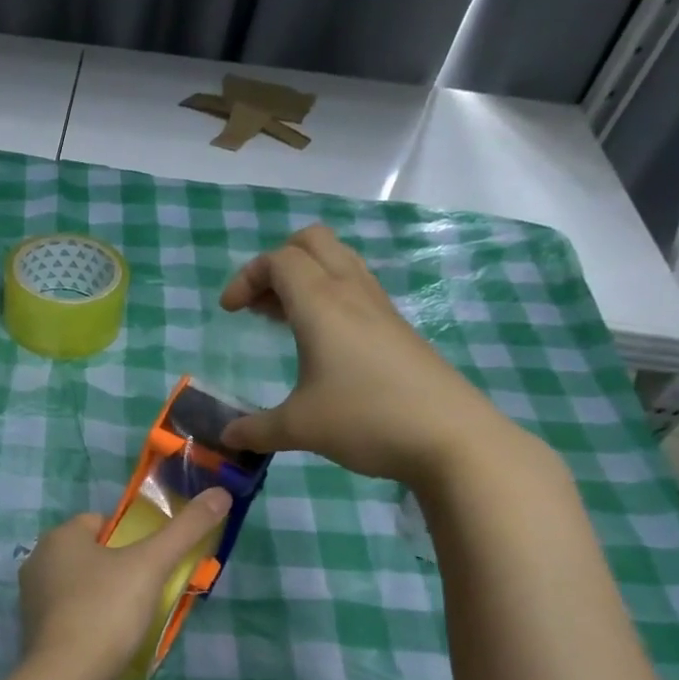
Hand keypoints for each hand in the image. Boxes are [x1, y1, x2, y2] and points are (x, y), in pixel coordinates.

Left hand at [19, 489, 232, 679]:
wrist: (67, 679)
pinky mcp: (37, 634)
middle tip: (152, 589)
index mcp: (58, 537)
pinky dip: (93, 622)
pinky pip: (73, 616)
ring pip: (82, 586)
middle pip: (92, 555)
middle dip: (121, 568)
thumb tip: (220, 493)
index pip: (100, 521)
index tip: (154, 560)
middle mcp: (39, 563)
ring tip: (136, 618)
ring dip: (108, 596)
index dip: (130, 535)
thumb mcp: (151, 564)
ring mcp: (33, 601)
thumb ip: (186, 528)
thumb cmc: (106, 610)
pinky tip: (113, 641)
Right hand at [219, 225, 537, 490]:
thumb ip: (256, 430)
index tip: (229, 312)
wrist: (450, 437)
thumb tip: (227, 437)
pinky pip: (356, 288)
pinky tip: (320, 342)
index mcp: (321, 304)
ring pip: (338, 261)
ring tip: (283, 317)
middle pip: (312, 242)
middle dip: (277, 262)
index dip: (246, 277)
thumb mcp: (299, 429)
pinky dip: (328, 296)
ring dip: (304, 277)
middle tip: (258, 302)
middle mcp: (351, 293)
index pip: (279, 260)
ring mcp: (380, 308)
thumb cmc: (366, 420)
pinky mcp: (397, 328)